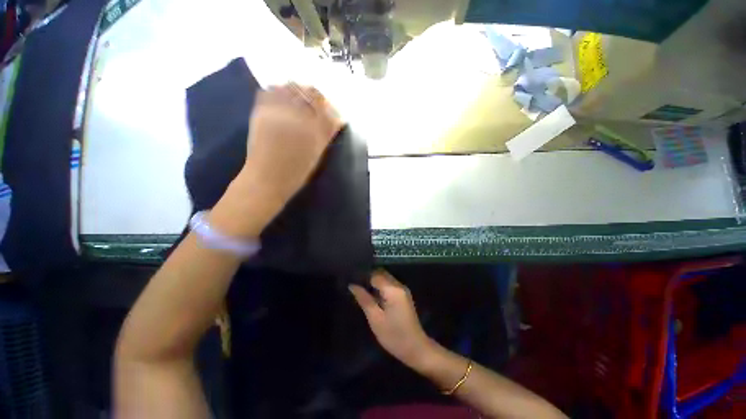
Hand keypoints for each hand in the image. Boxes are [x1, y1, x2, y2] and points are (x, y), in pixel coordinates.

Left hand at [211, 84, 342, 237]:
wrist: (267, 179)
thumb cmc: (296, 172)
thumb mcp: (318, 154)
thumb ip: (327, 134)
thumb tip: (337, 119)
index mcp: (314, 130)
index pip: (326, 106)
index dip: (328, 105)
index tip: (328, 108)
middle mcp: (298, 116)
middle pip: (310, 92)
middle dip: (315, 95)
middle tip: (314, 102)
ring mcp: (278, 112)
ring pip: (290, 87)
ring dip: (297, 90)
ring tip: (297, 99)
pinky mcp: (261, 112)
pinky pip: (270, 91)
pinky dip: (277, 91)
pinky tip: (279, 99)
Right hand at [349, 271, 433, 368]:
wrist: (416, 348)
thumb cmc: (394, 336)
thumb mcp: (375, 319)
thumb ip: (364, 299)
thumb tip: (352, 285)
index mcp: (393, 289)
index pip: (375, 274)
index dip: (363, 276)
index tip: (351, 279)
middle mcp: (399, 285)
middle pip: (381, 273)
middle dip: (368, 277)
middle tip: (355, 285)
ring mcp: (402, 289)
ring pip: (385, 278)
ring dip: (374, 282)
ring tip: (360, 289)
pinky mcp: (403, 295)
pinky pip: (389, 285)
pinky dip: (380, 287)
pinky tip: (372, 295)